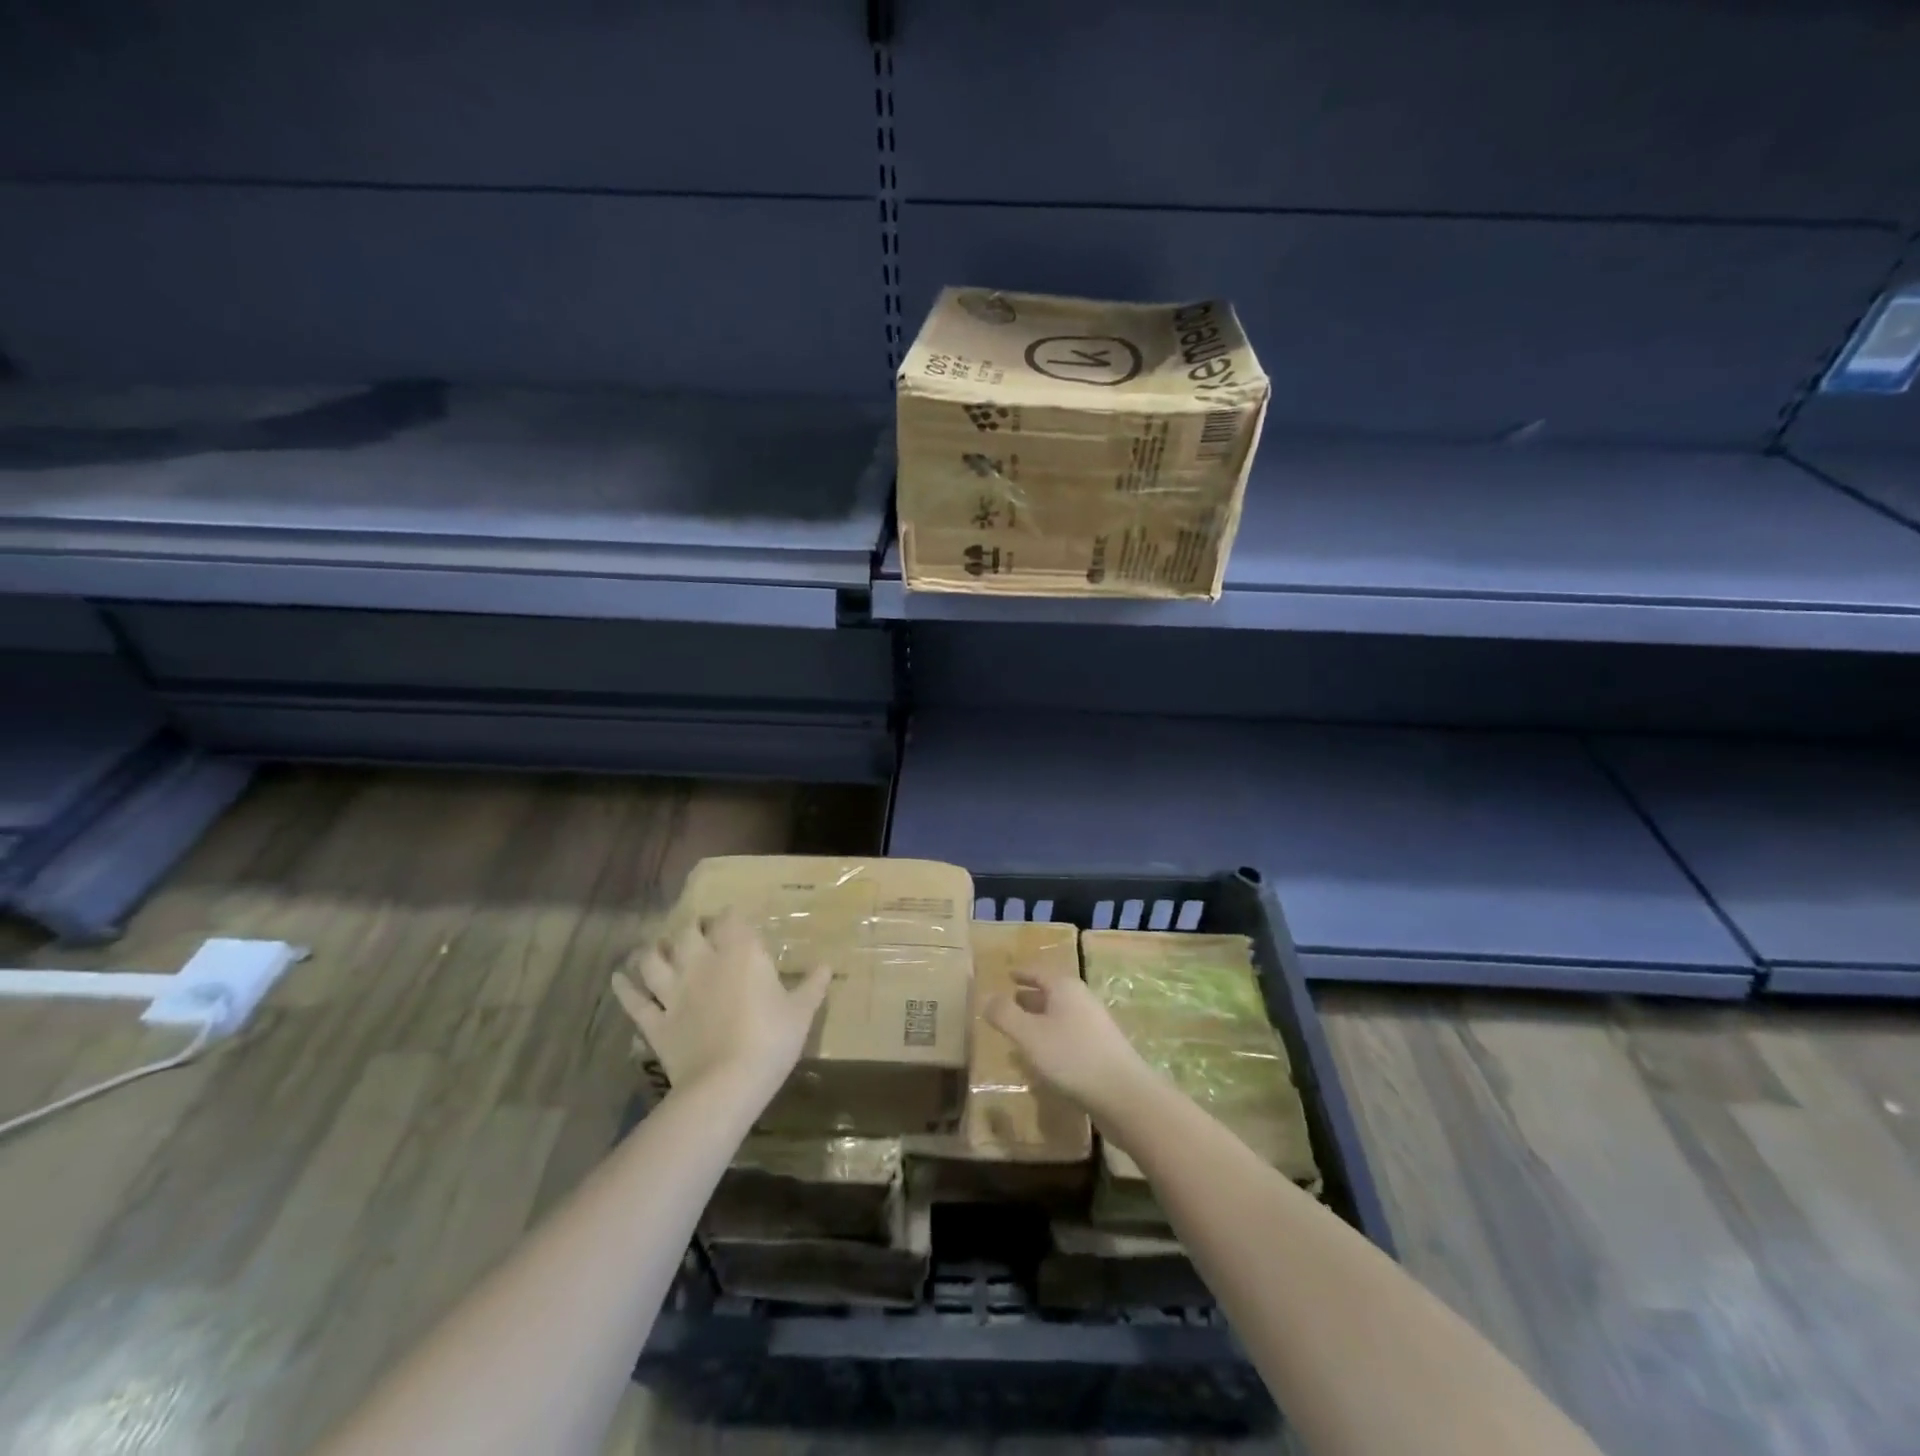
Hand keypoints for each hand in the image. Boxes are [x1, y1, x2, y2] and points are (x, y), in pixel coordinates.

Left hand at [611, 910, 830, 1099]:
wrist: (726, 1084)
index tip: (735, 917)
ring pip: (653, 960)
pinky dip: (624, 988)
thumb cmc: (771, 1040)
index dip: (731, 915)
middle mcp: (702, 963)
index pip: (731, 920)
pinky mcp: (655, 1022)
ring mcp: (674, 992)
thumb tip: (827, 965)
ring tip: (656, 948)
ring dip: (653, 951)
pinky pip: (634, 1001)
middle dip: (691, 927)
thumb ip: (812, 985)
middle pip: (687, 933)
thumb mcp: (802, 1012)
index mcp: (740, 954)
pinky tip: (618, 978)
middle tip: (698, 930)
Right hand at [984, 972, 1153, 1121]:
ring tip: (1020, 1032)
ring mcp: (1095, 1025)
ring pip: (1060, 1015)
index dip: (1022, 973)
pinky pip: (1069, 1035)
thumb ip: (1005, 1015)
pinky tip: (1043, 1058)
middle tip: (1009, 1003)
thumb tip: (987, 997)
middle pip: (1051, 992)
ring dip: (1040, 1020)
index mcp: (1065, 988)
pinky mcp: (1101, 1050)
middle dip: (1029, 997)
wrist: (1123, 1095)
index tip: (1008, 974)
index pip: (1038, 972)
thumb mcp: (1029, 1035)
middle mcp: (1082, 1000)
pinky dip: (1052, 1038)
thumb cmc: (1071, 1057)